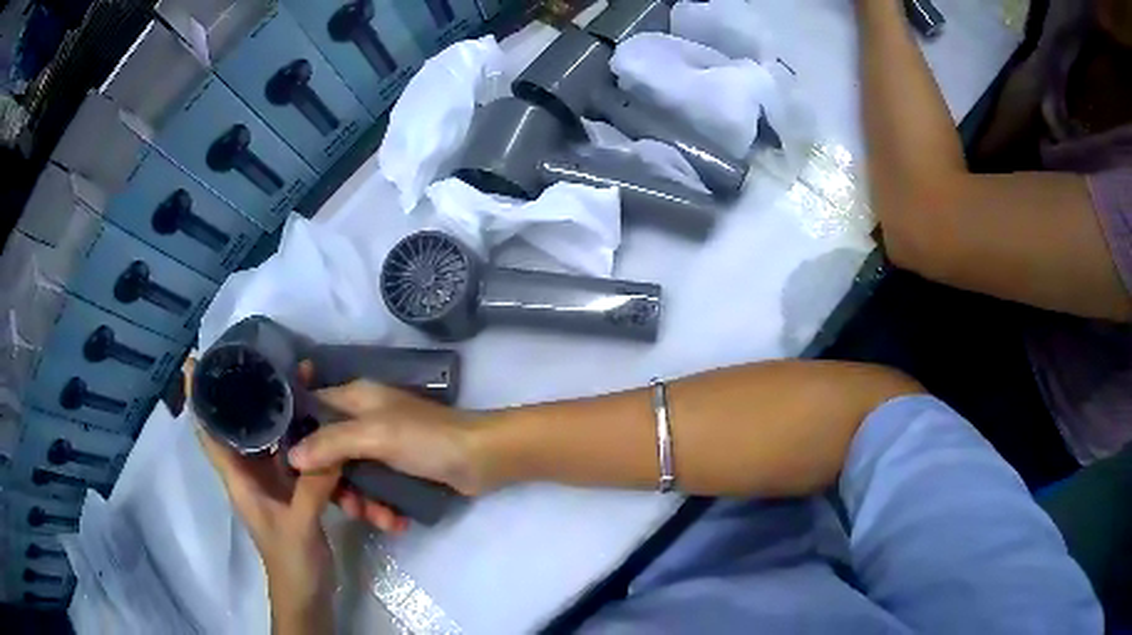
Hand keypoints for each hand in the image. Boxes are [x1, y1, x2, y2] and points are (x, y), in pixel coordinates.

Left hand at [184, 360, 337, 631]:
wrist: (306, 593)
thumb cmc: (291, 561)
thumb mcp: (300, 525)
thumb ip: (312, 486)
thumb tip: (331, 443)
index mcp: (238, 479)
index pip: (208, 433)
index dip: (196, 398)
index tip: (194, 362)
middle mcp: (249, 473)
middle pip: (237, 426)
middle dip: (244, 393)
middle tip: (258, 358)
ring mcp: (271, 481)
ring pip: (266, 437)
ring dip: (276, 411)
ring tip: (292, 380)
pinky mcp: (291, 489)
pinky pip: (291, 453)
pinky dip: (299, 435)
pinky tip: (315, 421)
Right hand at [288, 381, 484, 532]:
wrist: (482, 459)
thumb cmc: (426, 439)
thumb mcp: (375, 435)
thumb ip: (331, 443)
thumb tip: (291, 456)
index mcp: (356, 398)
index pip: (312, 408)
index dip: (298, 434)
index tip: (287, 467)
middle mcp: (364, 419)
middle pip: (329, 451)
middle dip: (335, 483)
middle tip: (347, 507)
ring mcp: (382, 447)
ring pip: (351, 476)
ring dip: (361, 502)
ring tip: (379, 519)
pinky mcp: (398, 470)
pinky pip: (376, 490)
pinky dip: (382, 507)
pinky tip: (396, 522)